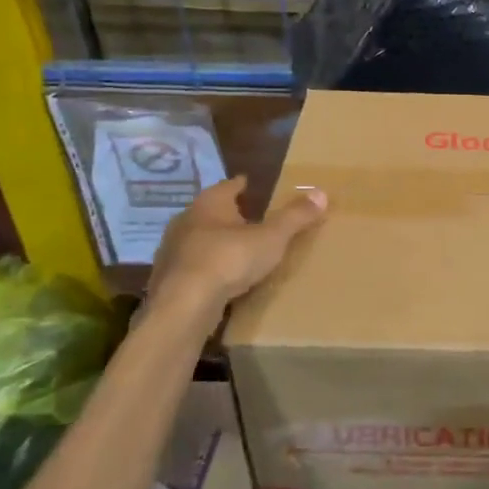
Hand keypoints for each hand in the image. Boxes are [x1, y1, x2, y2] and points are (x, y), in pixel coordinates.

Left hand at [144, 176, 327, 318]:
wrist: (184, 305)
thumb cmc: (229, 259)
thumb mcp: (271, 238)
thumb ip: (295, 217)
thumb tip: (321, 193)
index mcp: (209, 204)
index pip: (228, 186)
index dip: (241, 185)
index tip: (250, 184)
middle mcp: (186, 221)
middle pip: (210, 212)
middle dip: (228, 215)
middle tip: (249, 218)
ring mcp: (172, 250)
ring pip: (198, 240)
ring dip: (215, 243)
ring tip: (236, 251)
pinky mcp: (167, 279)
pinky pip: (192, 267)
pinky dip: (206, 268)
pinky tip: (219, 279)